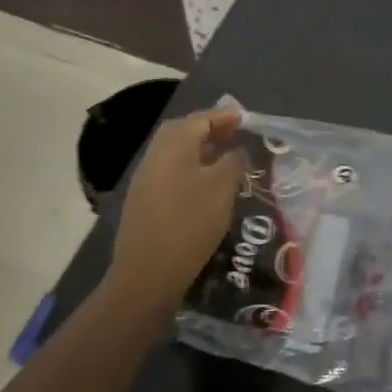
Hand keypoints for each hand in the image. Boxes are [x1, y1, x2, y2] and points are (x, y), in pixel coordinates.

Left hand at [107, 107, 246, 312]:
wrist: (147, 275)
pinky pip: (171, 172)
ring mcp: (146, 179)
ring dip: (201, 150)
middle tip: (235, 135)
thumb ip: (234, 161)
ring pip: (176, 153)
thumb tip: (237, 150)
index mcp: (173, 145)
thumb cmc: (189, 224)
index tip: (247, 118)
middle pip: (184, 131)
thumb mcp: (222, 189)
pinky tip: (207, 186)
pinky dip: (191, 169)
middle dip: (210, 130)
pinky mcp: (144, 201)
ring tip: (226, 158)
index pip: (201, 119)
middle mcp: (155, 155)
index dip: (225, 116)